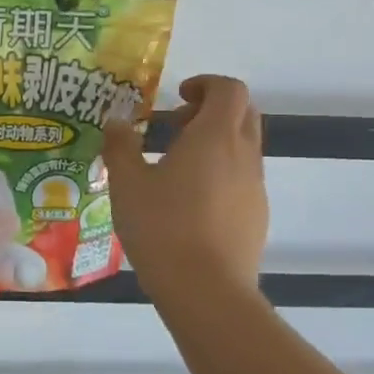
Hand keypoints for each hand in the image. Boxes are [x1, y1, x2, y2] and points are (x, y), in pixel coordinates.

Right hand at [102, 74, 267, 297]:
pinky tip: (189, 204)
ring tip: (174, 168)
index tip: (177, 95)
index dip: (205, 83)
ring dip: (215, 143)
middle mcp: (244, 155)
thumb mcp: (127, 184)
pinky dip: (220, 173)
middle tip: (175, 126)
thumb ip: (120, 146)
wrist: (206, 290)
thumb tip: (116, 121)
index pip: (229, 89)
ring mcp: (255, 187)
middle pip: (243, 113)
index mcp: (215, 137)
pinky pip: (242, 178)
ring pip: (243, 147)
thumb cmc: (162, 228)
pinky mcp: (257, 215)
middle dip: (211, 109)